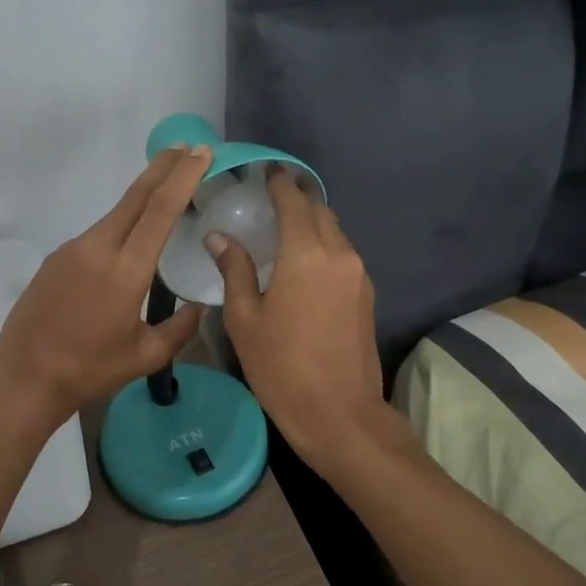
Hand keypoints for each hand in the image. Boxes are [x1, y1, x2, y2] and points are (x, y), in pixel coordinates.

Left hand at [0, 145, 212, 428]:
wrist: (24, 376)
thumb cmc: (89, 370)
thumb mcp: (145, 357)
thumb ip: (179, 329)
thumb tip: (200, 308)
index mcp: (126, 271)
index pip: (160, 210)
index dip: (183, 177)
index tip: (201, 154)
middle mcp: (99, 248)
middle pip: (136, 196)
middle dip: (163, 168)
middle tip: (187, 148)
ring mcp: (73, 250)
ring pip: (115, 214)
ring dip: (142, 197)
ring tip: (165, 190)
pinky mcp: (57, 258)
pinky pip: (97, 234)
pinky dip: (120, 225)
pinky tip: (128, 240)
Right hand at [204, 170, 396, 468]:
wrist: (339, 414)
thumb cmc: (281, 366)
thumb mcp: (245, 319)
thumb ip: (235, 270)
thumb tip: (219, 236)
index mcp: (305, 254)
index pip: (293, 201)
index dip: (279, 182)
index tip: (265, 171)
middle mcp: (338, 254)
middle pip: (319, 211)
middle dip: (297, 198)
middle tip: (269, 197)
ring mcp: (358, 274)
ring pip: (335, 232)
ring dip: (312, 222)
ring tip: (283, 228)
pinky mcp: (367, 294)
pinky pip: (343, 254)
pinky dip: (323, 245)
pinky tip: (303, 261)